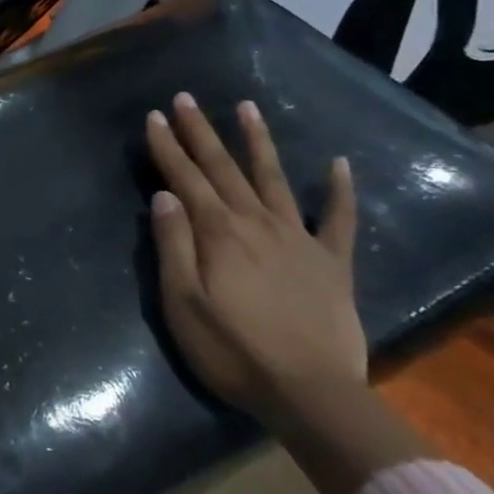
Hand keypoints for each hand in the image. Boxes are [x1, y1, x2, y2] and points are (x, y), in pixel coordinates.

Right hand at [145, 94, 363, 430]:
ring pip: (274, 179)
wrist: (312, 395)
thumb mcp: (182, 302)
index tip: (154, 116)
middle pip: (223, 168)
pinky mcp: (332, 264)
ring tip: (247, 107)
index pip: (185, 178)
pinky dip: (339, 191)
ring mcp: (299, 240)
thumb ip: (173, 245)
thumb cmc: (233, 350)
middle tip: (185, 98)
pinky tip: (338, 165)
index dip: (167, 146)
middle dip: (200, 132)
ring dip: (257, 142)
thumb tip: (165, 196)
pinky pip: (339, 220)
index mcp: (218, 233)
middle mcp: (257, 223)